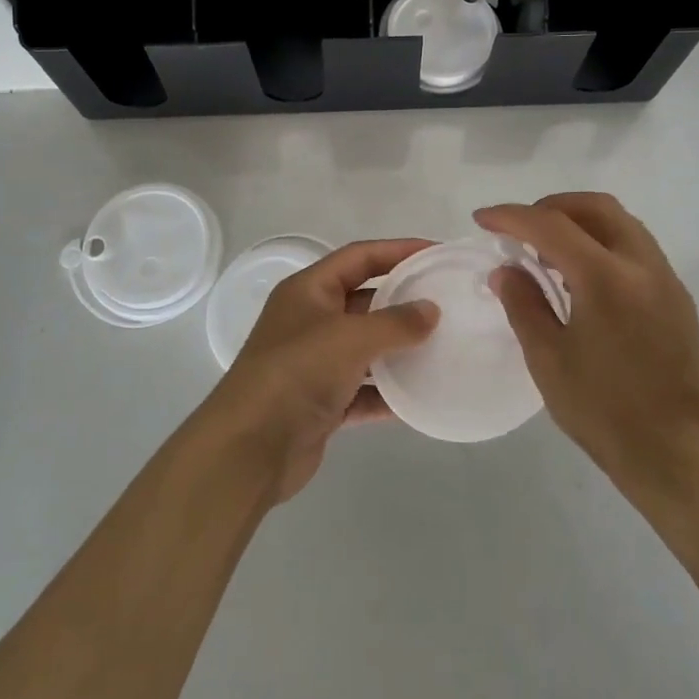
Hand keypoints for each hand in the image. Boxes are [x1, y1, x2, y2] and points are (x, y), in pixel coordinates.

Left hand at [201, 239, 438, 503]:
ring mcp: (315, 363)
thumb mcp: (350, 337)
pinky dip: (389, 392)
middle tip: (448, 302)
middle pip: (365, 300)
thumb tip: (431, 310)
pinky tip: (423, 396)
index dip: (398, 250)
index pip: (359, 257)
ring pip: (366, 347)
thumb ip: (395, 322)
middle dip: (403, 300)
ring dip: (400, 348)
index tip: (437, 253)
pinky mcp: (322, 403)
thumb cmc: (297, 373)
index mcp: (308, 290)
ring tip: (444, 346)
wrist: (250, 448)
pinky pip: (365, 390)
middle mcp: (310, 321)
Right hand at [476, 194, 698, 515]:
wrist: (679, 456)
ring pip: (620, 223)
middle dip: (551, 207)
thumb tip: (506, 270)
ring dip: (580, 223)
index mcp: (606, 278)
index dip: (511, 216)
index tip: (482, 219)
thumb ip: (523, 304)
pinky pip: (635, 248)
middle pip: (595, 207)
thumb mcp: (548, 359)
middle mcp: (642, 265)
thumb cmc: (605, 411)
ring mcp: (666, 280)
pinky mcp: (678, 298)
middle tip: (520, 228)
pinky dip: (602, 243)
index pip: (551, 225)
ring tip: (547, 253)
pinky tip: (582, 278)